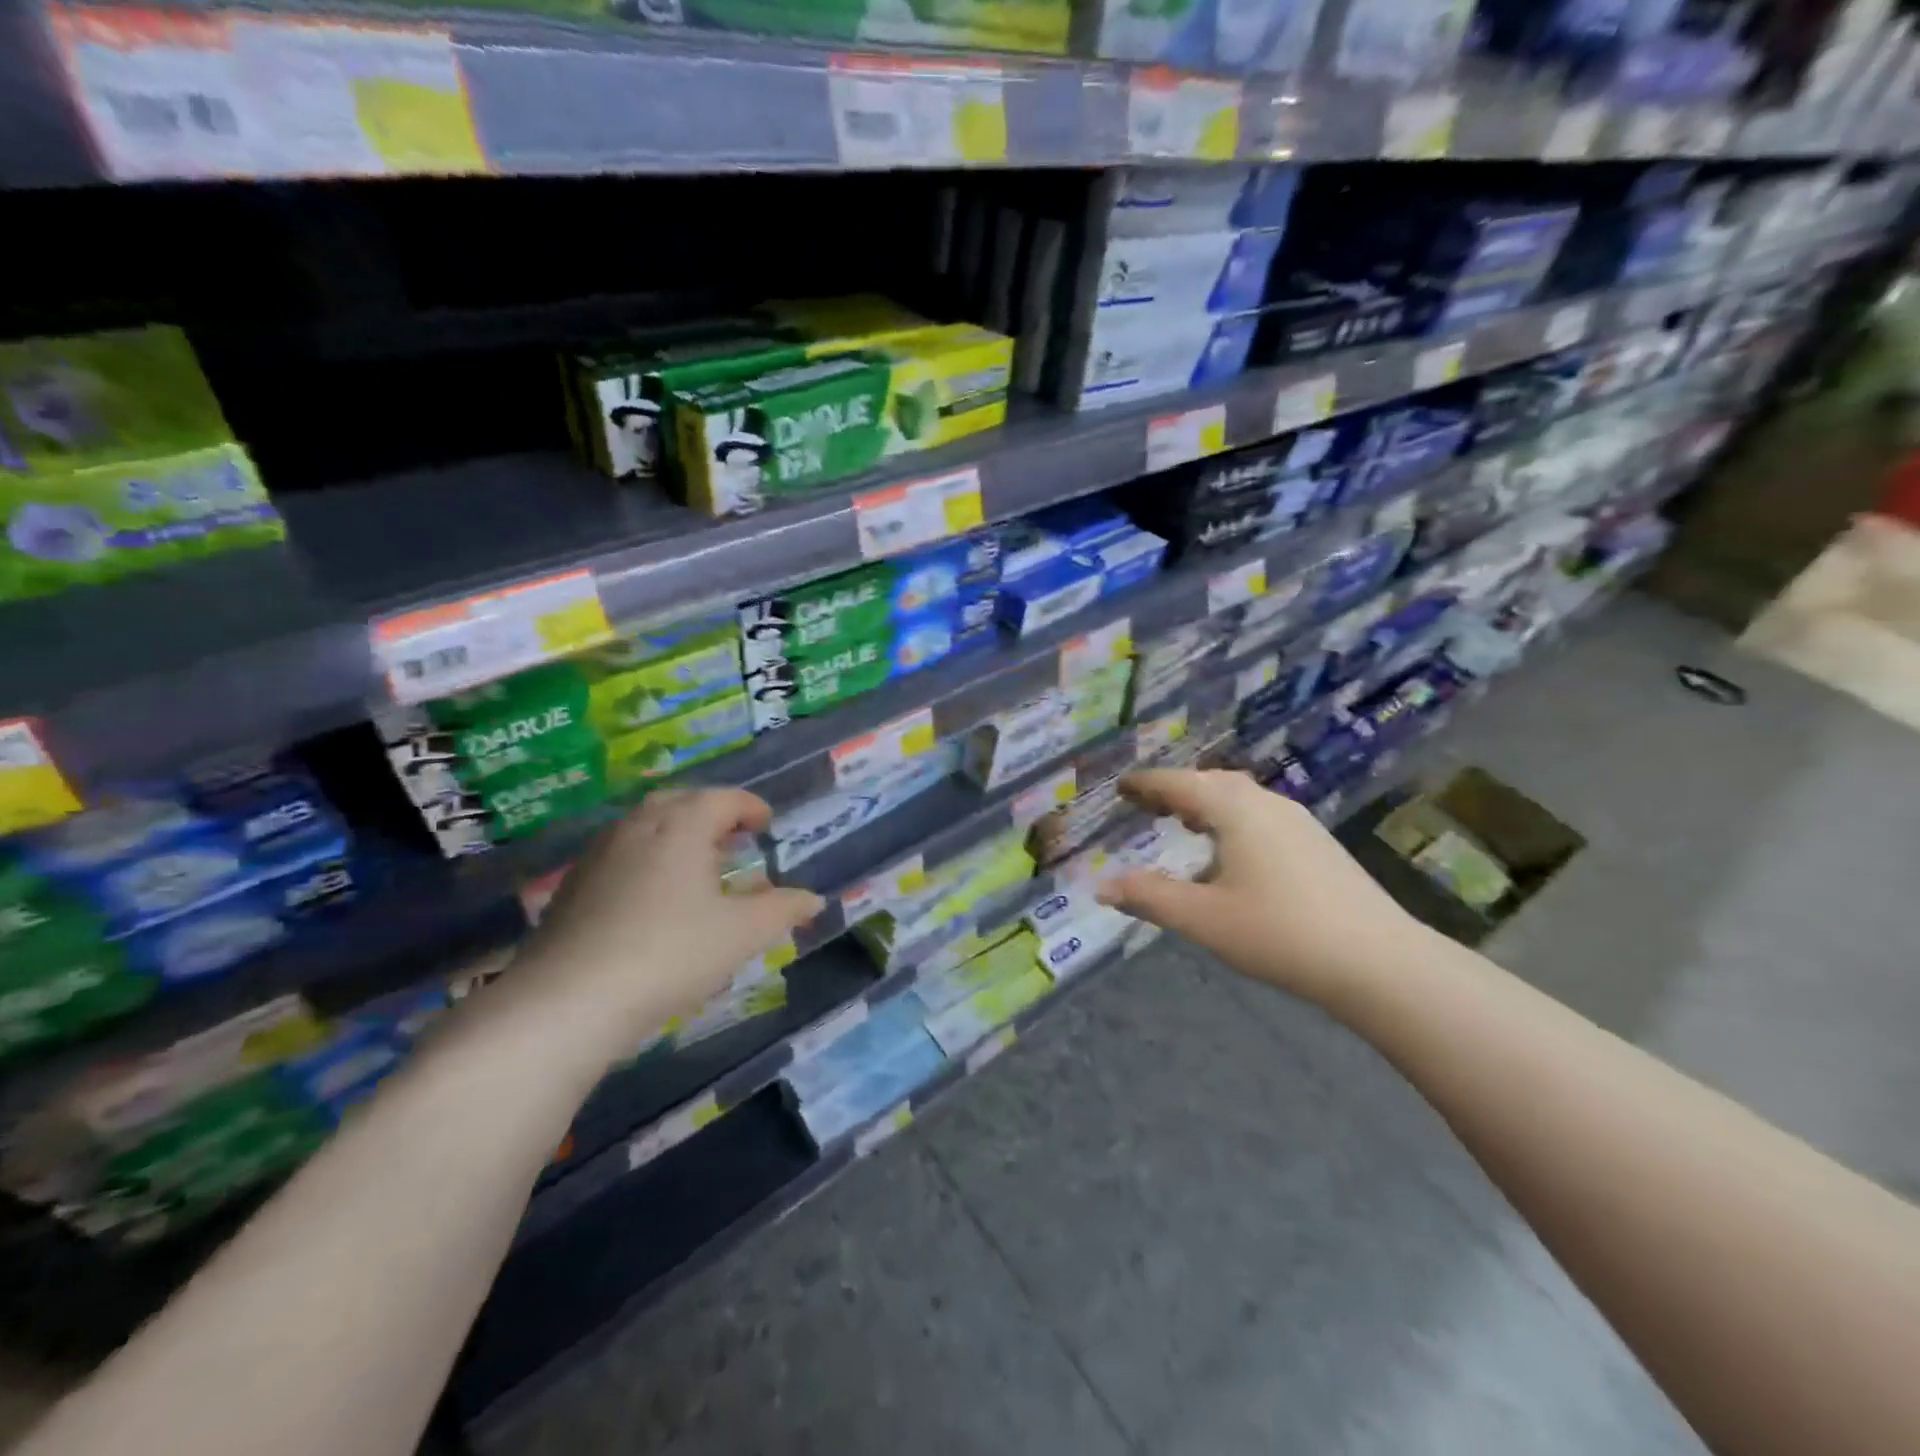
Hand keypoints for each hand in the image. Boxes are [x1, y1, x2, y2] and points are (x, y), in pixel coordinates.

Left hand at [473, 789, 822, 1076]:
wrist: (568, 999)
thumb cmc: (670, 953)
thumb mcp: (741, 934)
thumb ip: (782, 910)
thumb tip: (814, 899)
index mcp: (682, 825)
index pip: (723, 799)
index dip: (751, 807)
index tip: (767, 823)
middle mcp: (638, 826)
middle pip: (680, 802)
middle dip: (711, 814)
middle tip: (733, 838)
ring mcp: (599, 853)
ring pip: (645, 826)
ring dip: (677, 835)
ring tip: (697, 866)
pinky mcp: (572, 886)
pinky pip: (621, 853)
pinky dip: (647, 859)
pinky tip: (653, 897)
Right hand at [1097, 769, 1422, 1008]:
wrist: (1379, 961)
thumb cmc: (1280, 933)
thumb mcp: (1203, 918)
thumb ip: (1150, 897)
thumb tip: (1103, 886)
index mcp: (1234, 809)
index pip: (1179, 784)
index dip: (1146, 784)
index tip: (1121, 786)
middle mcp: (1266, 803)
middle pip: (1211, 783)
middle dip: (1176, 790)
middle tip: (1146, 803)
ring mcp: (1298, 821)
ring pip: (1240, 798)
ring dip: (1206, 803)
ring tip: (1184, 822)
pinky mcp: (1317, 843)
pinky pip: (1260, 815)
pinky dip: (1232, 819)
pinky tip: (1232, 851)